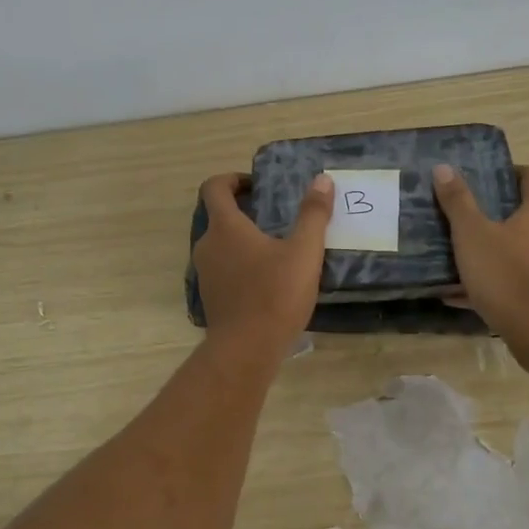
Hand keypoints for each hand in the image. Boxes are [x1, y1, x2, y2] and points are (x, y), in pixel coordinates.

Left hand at [194, 172, 333, 363]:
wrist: (246, 349)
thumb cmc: (275, 294)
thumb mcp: (304, 252)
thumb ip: (313, 214)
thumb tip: (322, 180)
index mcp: (225, 227)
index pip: (214, 188)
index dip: (232, 179)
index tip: (256, 185)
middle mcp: (207, 245)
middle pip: (218, 216)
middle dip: (243, 210)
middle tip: (274, 215)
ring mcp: (206, 273)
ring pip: (220, 244)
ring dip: (242, 239)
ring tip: (276, 247)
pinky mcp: (211, 296)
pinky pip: (223, 268)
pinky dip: (240, 263)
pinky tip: (268, 277)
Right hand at [432, 163, 528, 356]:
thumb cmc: (507, 274)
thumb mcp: (472, 235)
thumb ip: (457, 201)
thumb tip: (444, 167)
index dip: (509, 173)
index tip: (485, 178)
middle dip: (498, 216)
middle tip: (466, 219)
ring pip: (525, 251)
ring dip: (498, 252)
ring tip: (463, 260)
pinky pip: (523, 281)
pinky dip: (499, 283)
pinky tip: (466, 296)